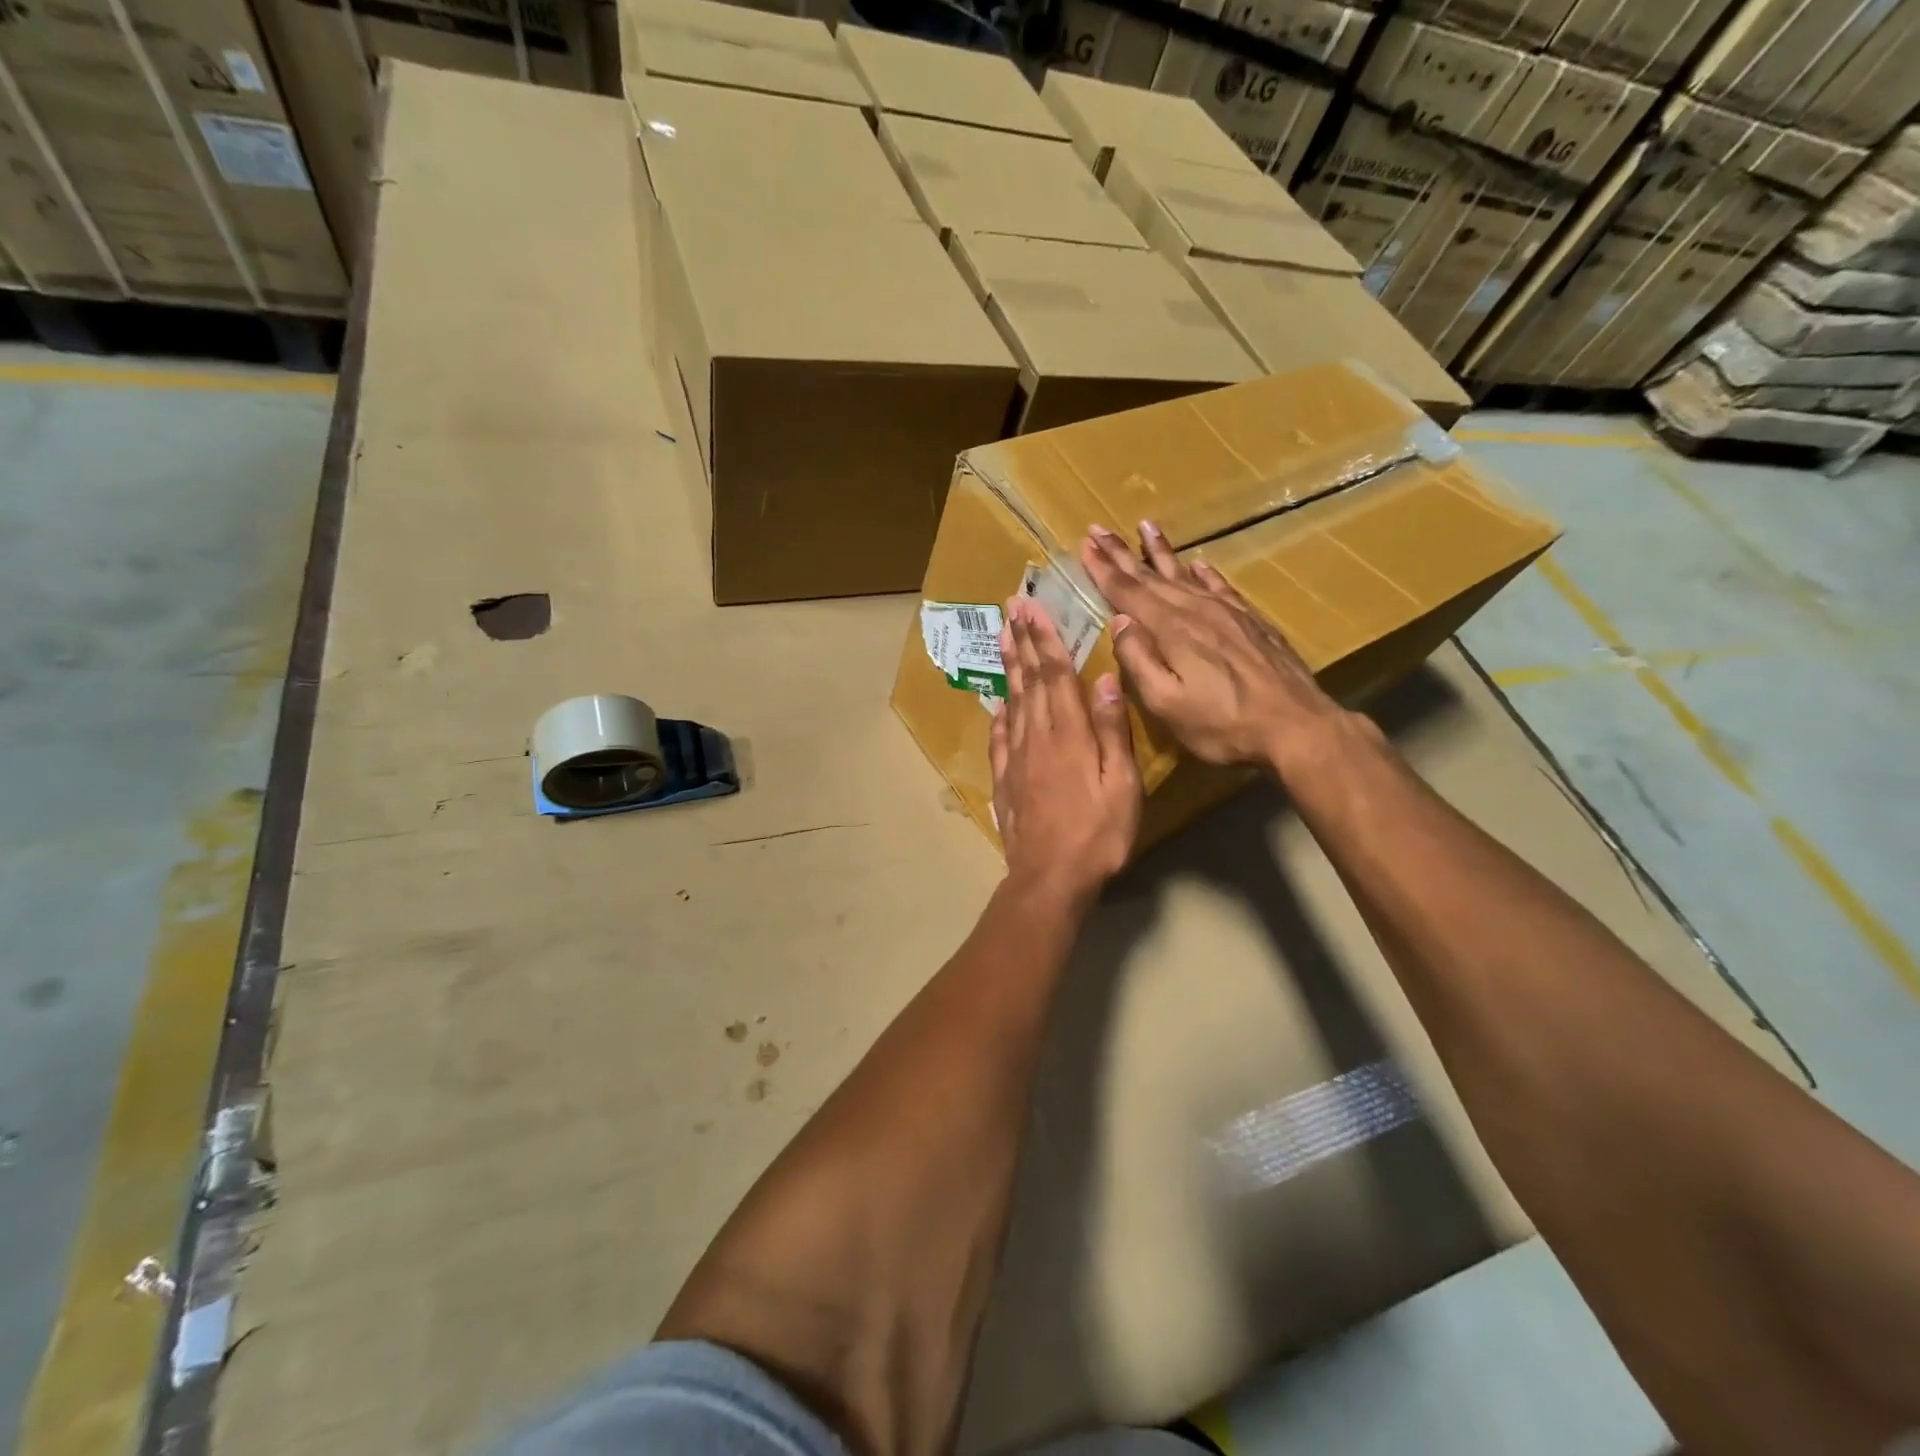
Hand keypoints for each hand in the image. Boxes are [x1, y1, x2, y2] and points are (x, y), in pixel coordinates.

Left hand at [989, 595, 1141, 905]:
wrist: (1050, 877)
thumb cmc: (1097, 834)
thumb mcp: (1121, 784)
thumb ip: (1111, 730)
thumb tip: (1104, 680)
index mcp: (1068, 734)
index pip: (1055, 675)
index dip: (1046, 639)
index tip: (1033, 608)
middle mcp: (1037, 737)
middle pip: (1029, 681)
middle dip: (1022, 641)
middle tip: (1010, 608)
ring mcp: (1016, 758)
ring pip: (1012, 701)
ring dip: (1008, 666)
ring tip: (1002, 637)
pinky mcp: (1005, 780)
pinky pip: (999, 738)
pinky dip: (999, 714)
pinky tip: (998, 703)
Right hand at [1080, 520, 1352, 774]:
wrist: (1296, 726)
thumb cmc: (1222, 724)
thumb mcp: (1167, 703)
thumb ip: (1139, 661)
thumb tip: (1119, 622)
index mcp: (1171, 630)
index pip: (1128, 592)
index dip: (1104, 568)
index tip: (1085, 543)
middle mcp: (1197, 611)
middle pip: (1151, 576)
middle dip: (1122, 553)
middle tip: (1100, 528)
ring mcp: (1228, 613)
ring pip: (1185, 574)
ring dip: (1161, 552)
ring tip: (1146, 526)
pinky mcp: (1252, 622)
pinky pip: (1221, 587)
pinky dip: (1205, 573)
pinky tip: (1199, 564)